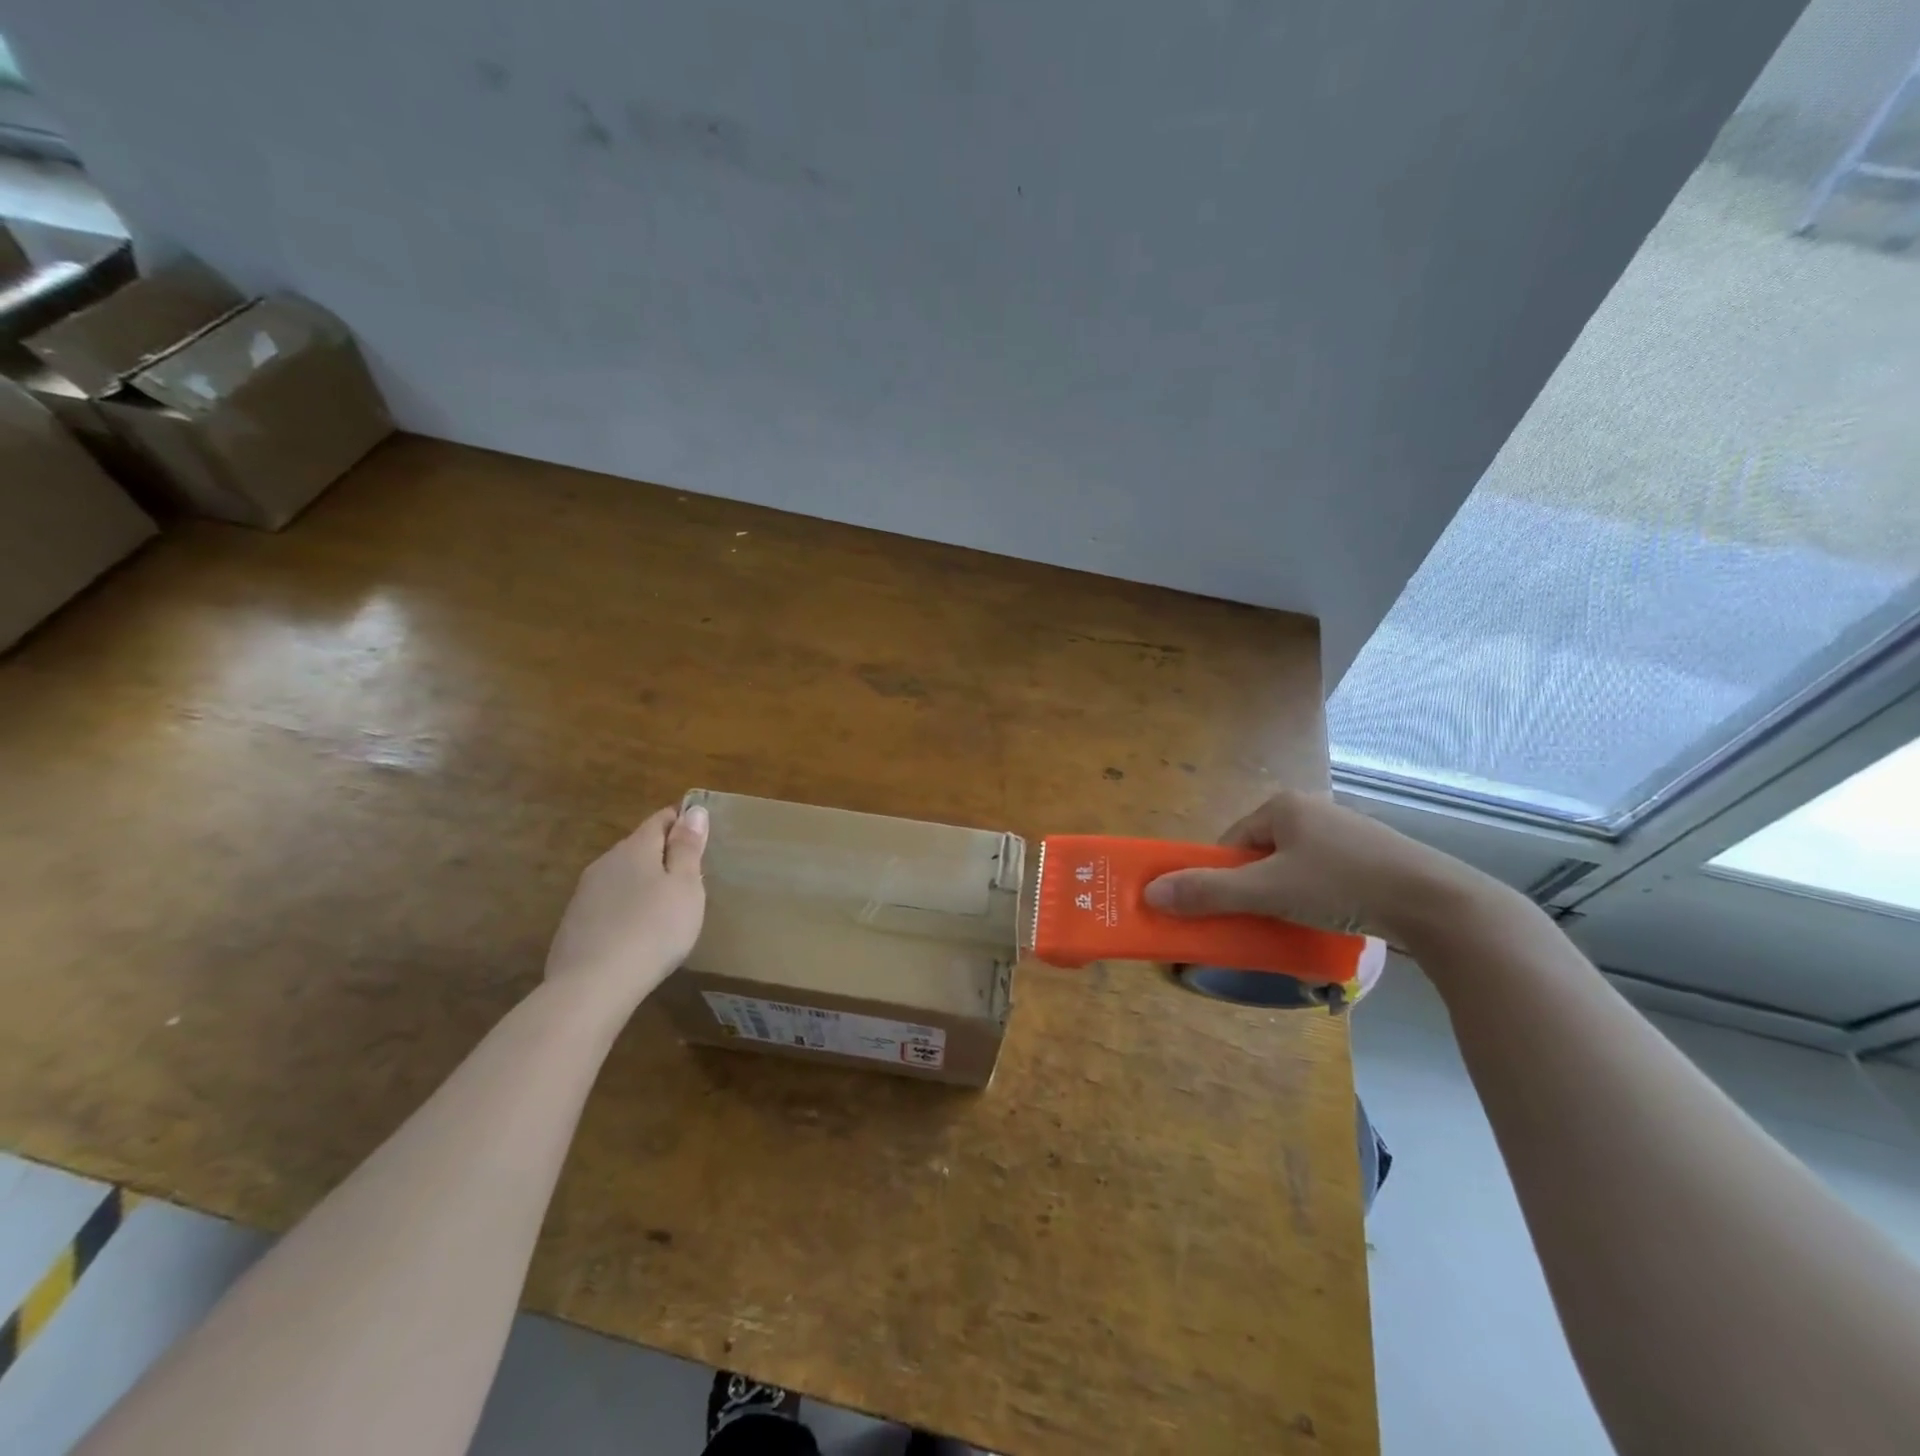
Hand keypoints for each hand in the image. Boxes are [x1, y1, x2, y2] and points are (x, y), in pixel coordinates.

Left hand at [544, 804, 708, 1009]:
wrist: (592, 986)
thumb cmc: (654, 930)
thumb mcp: (685, 887)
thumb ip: (688, 848)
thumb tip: (693, 810)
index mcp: (636, 848)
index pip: (660, 819)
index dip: (681, 820)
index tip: (701, 832)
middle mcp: (606, 862)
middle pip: (639, 846)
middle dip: (663, 853)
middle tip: (689, 874)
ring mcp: (585, 894)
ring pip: (621, 875)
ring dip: (642, 882)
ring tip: (665, 905)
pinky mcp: (573, 924)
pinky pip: (607, 903)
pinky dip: (625, 908)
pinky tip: (636, 931)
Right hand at [1143, 789, 1486, 941]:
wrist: (1437, 902)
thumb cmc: (1342, 885)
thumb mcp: (1268, 890)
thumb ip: (1209, 892)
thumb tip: (1150, 893)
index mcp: (1283, 806)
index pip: (1231, 842)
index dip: (1220, 877)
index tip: (1227, 910)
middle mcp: (1312, 810)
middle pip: (1260, 854)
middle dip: (1253, 888)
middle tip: (1259, 920)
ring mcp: (1345, 832)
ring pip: (1292, 866)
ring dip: (1283, 895)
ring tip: (1293, 923)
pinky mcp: (1371, 856)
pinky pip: (1323, 874)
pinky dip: (1314, 896)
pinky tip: (1326, 918)